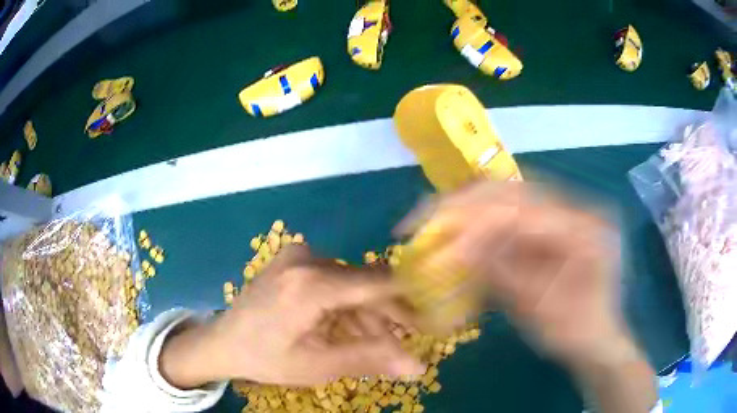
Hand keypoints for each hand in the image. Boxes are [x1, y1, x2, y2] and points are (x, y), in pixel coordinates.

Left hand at [160, 245, 424, 388]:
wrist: (224, 341)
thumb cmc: (267, 358)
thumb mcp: (318, 366)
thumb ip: (370, 360)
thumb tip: (418, 366)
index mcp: (311, 284)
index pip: (378, 284)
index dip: (409, 301)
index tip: (430, 319)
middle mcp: (307, 259)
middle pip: (365, 284)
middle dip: (385, 315)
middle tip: (398, 343)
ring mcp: (298, 255)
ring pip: (351, 283)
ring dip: (364, 313)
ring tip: (369, 342)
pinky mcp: (294, 259)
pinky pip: (334, 279)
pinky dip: (345, 304)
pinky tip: (343, 327)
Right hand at [397, 181, 632, 367]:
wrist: (598, 340)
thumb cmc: (574, 335)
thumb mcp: (539, 311)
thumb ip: (503, 275)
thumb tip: (457, 249)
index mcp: (587, 230)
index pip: (525, 213)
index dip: (478, 225)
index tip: (439, 243)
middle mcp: (580, 210)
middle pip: (516, 192)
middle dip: (466, 204)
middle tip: (426, 217)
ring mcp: (568, 214)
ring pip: (511, 197)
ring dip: (470, 208)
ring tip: (435, 219)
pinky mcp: (555, 225)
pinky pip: (514, 214)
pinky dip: (483, 223)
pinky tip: (461, 231)